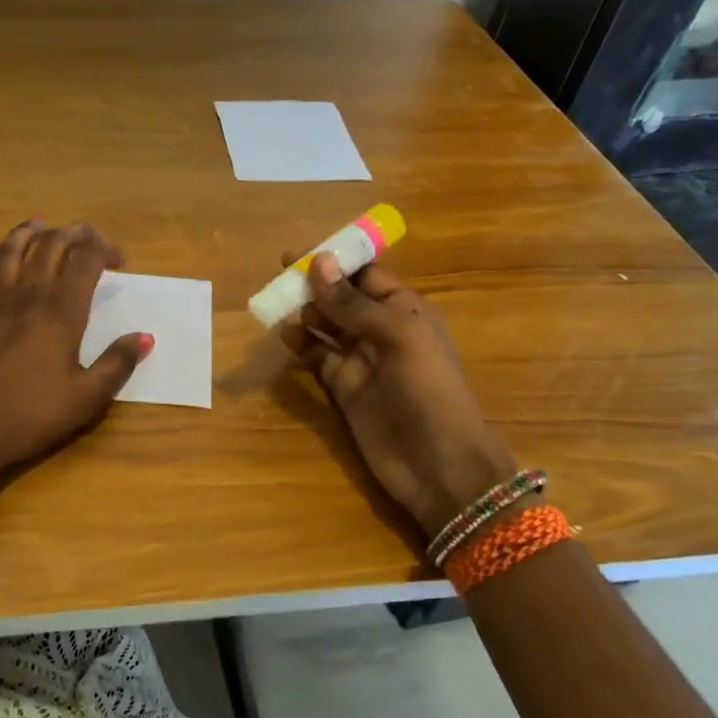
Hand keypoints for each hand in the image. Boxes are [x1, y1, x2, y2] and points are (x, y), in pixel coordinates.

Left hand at [0, 220, 149, 481]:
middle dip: (72, 234)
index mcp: (61, 310)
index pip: (86, 259)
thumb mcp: (87, 397)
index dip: (105, 249)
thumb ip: (117, 364)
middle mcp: (27, 295)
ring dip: (26, 233)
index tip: (119, 263)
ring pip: (8, 252)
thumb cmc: (32, 415)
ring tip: (39, 225)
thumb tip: (144, 338)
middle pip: (49, 245)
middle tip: (88, 238)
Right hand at [281, 254, 514, 538]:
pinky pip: (318, 357)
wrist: (437, 465)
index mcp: (406, 310)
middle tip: (280, 276)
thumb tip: (318, 262)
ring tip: (279, 306)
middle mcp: (382, 330)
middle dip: (315, 285)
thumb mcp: (396, 336)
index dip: (337, 261)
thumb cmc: (427, 391)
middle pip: (343, 298)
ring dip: (305, 313)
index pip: (367, 275)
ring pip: (326, 326)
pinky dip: (302, 344)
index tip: (302, 252)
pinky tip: (285, 336)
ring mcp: (361, 360)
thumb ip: (353, 304)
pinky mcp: (343, 388)